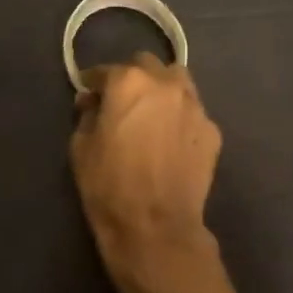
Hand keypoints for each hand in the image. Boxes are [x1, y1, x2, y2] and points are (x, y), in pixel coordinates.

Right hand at [70, 53, 221, 277]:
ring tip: (153, 113)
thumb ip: (87, 115)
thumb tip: (93, 103)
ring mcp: (195, 106)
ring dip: (162, 89)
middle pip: (148, 65)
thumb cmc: (109, 186)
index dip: (93, 83)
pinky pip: (193, 112)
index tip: (88, 96)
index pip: (106, 71)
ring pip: (178, 82)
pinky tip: (172, 139)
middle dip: (132, 78)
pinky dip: (180, 117)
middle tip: (122, 101)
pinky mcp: (212, 131)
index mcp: (129, 82)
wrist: (155, 226)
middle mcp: (166, 84)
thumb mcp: (80, 147)